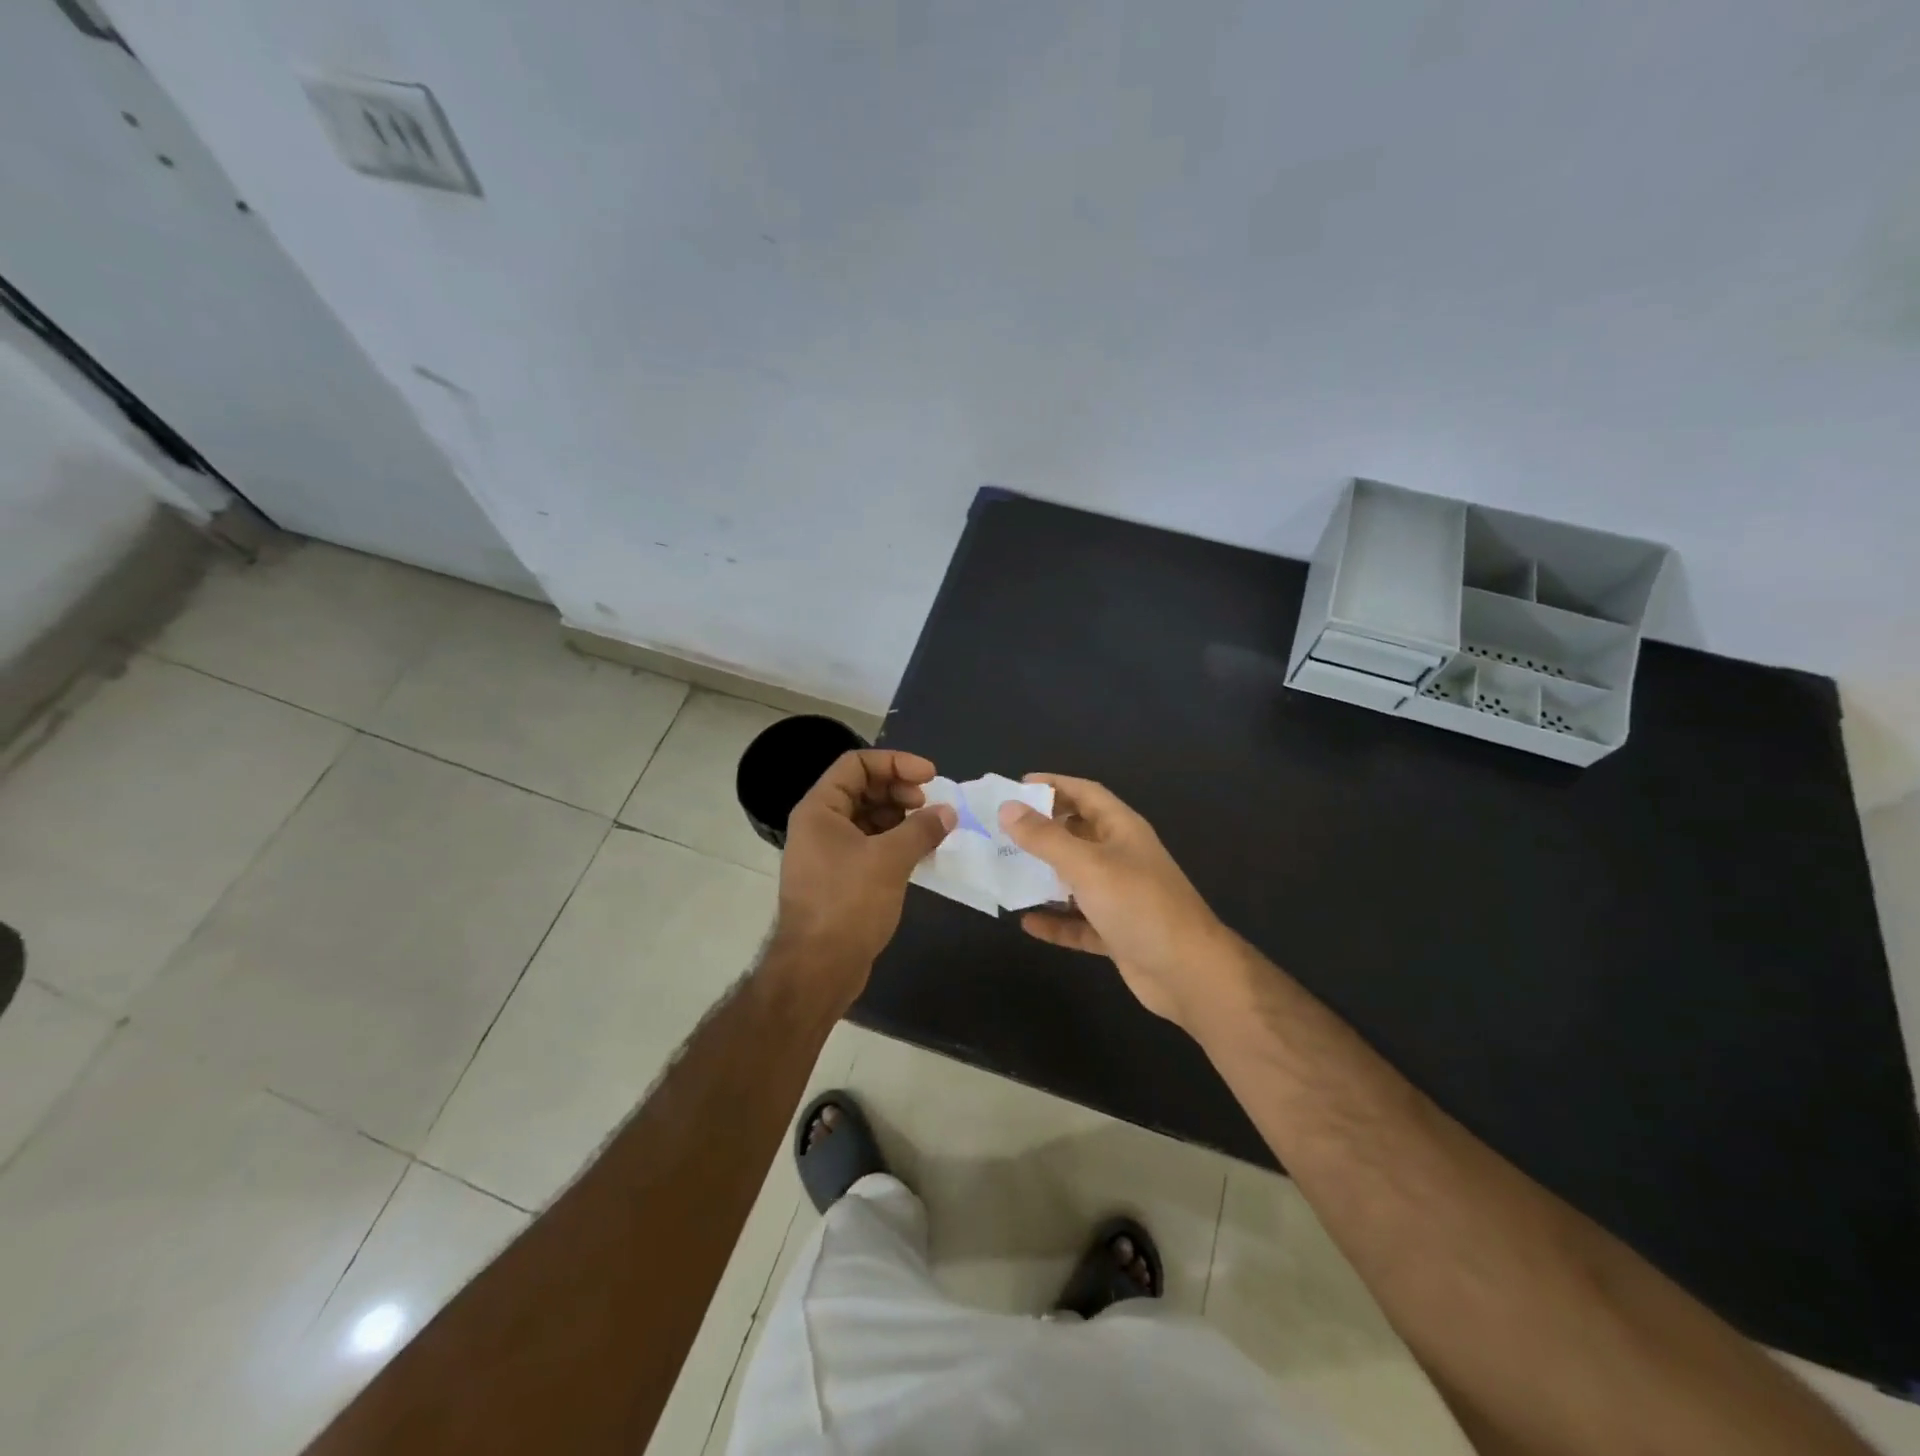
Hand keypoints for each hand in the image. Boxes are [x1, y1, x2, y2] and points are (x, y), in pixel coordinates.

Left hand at [773, 750, 954, 987]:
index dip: (895, 762)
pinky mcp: (840, 879)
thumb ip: (921, 829)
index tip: (930, 777)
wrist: (817, 969)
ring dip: (901, 818)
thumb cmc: (848, 904)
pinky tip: (922, 853)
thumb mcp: (889, 860)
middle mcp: (819, 825)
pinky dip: (895, 843)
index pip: (856, 764)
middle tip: (931, 805)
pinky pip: (870, 846)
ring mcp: (828, 853)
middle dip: (900, 790)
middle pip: (863, 789)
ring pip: (869, 819)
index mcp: (820, 809)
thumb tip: (948, 812)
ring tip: (932, 829)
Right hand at [999, 775, 1233, 1032]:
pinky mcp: (1117, 932)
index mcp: (1121, 830)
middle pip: (1077, 834)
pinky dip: (1056, 921)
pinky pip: (1079, 921)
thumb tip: (1007, 807)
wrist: (1188, 973)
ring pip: (1076, 879)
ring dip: (1045, 877)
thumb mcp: (1087, 865)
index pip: (1086, 794)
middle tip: (1001, 830)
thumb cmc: (1138, 905)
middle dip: (1042, 830)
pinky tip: (1027, 922)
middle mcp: (1121, 857)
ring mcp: (1121, 896)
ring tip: (1006, 872)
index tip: (1016, 786)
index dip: (1054, 785)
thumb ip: (1045, 838)